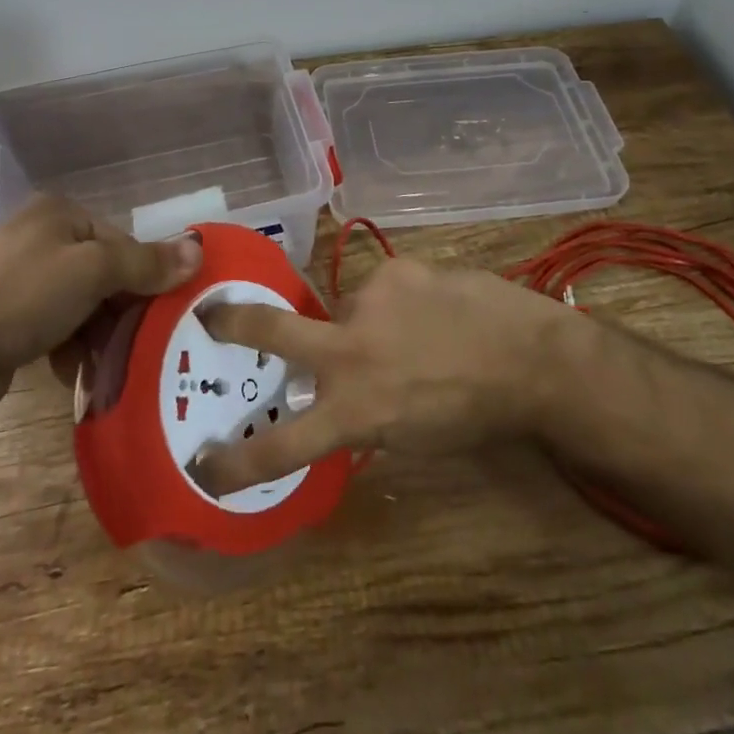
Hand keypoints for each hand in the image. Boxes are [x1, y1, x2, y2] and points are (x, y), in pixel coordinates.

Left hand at [0, 195, 199, 417]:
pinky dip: (68, 346)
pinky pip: (54, 323)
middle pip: (102, 272)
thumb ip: (147, 263)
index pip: (120, 240)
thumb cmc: (25, 299)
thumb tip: (199, 249)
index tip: (155, 315)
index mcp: (59, 212)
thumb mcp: (94, 273)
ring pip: (80, 302)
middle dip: (117, 311)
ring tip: (104, 365)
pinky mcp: (5, 312)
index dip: (142, 277)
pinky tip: (72, 372)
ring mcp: (19, 274)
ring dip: (96, 334)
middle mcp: (40, 235)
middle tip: (135, 344)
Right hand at [190, 255, 587, 495]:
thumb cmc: (473, 414)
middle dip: (234, 323)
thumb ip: (364, 413)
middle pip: (273, 332)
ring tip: (415, 330)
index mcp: (354, 410)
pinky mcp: (395, 269)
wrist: (529, 358)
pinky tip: (434, 309)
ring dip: (367, 321)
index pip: (283, 444)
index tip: (204, 464)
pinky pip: (383, 287)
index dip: (237, 460)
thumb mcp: (409, 435)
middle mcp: (349, 352)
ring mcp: (369, 302)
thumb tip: (338, 394)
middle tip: (210, 314)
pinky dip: (399, 301)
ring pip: (346, 308)